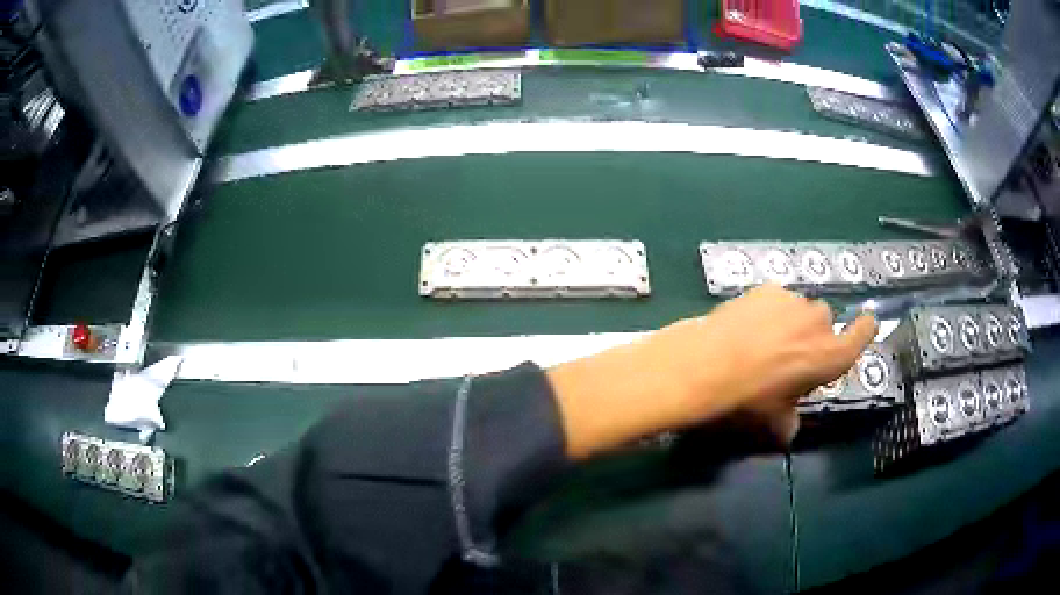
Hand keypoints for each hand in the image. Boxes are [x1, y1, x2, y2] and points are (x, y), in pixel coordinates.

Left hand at [547, 284, 877, 459]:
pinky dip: (770, 309)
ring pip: (800, 308)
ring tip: (764, 340)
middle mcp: (818, 324)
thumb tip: (789, 430)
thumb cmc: (748, 399)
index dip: (865, 330)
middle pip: (825, 323)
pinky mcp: (767, 288)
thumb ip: (789, 423)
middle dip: (813, 336)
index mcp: (829, 357)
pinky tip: (748, 324)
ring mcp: (793, 302)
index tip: (867, 323)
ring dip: (791, 321)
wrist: (708, 364)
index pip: (861, 336)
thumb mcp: (773, 420)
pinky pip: (777, 298)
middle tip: (790, 355)